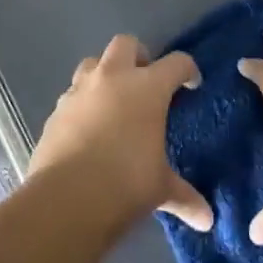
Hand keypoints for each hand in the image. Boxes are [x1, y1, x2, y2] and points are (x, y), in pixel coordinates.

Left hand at [30, 35, 213, 231]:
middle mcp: (113, 78)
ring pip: (93, 63)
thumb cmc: (126, 184)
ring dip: (105, 74)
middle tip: (146, 82)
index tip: (191, 84)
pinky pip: (72, 95)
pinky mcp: (56, 110)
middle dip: (138, 56)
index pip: (176, 63)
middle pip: (126, 44)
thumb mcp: (160, 189)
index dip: (187, 71)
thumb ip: (184, 196)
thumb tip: (206, 218)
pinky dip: (83, 103)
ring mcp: (80, 90)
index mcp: (147, 88)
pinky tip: (87, 128)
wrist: (66, 198)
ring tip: (113, 100)